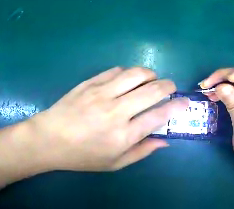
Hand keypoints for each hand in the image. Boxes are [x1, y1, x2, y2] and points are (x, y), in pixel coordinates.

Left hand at [29, 67, 188, 170]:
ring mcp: (101, 93)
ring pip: (135, 74)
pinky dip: (128, 72)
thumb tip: (164, 141)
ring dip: (150, 74)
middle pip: (152, 90)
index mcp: (123, 135)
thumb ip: (141, 152)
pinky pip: (115, 70)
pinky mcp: (89, 83)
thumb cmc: (81, 156)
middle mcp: (115, 111)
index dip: (176, 106)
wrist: (49, 139)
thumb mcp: (114, 163)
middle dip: (168, 85)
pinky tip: (127, 79)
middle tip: (170, 87)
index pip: (159, 115)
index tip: (184, 102)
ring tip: (151, 80)